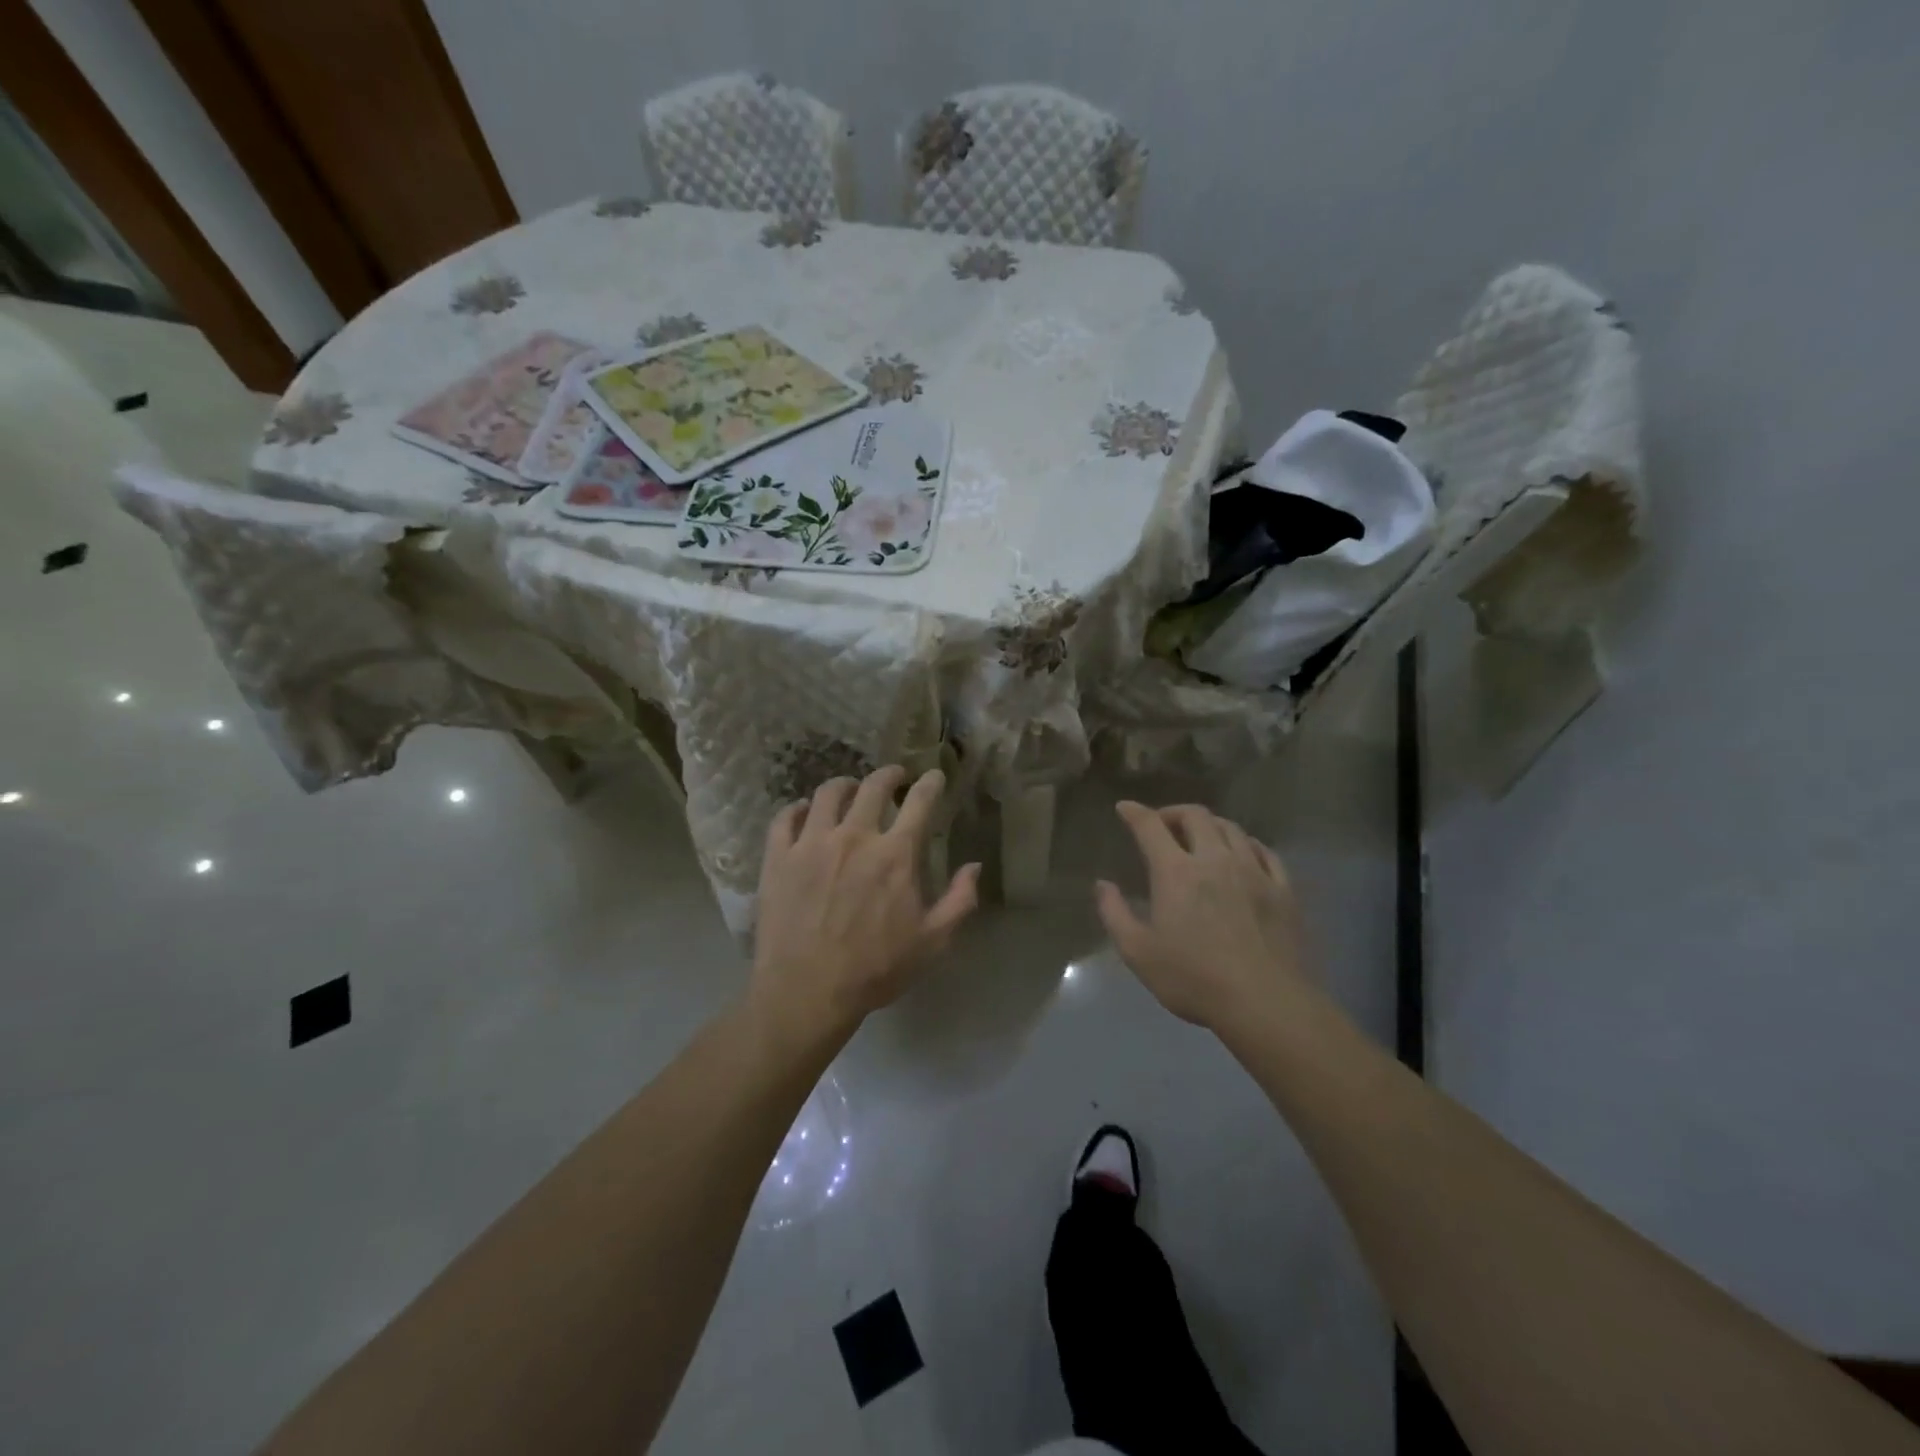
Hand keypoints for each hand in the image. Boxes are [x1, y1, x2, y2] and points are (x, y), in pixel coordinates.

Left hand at [748, 766, 980, 1049]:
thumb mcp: (933, 943)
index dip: (930, 783)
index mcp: (895, 854)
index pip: (920, 802)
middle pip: (873, 786)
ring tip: (850, 789)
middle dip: (889, 775)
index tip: (934, 775)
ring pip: (828, 793)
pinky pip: (785, 817)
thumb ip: (959, 900)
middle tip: (894, 777)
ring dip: (845, 785)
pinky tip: (805, 812)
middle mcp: (855, 836)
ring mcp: (812, 843)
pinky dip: (799, 808)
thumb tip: (975, 866)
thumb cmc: (875, 970)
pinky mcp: (778, 857)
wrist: (806, 992)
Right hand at [1095, 801, 1310, 1030]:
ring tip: (1201, 837)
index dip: (1135, 812)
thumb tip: (1103, 884)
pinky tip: (1243, 854)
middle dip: (1174, 813)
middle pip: (1195, 816)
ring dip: (1210, 825)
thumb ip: (1115, 913)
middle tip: (1163, 826)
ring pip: (1232, 828)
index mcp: (1176, 872)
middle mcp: (1215, 859)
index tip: (1124, 808)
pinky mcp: (1283, 889)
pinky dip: (1246, 844)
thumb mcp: (1138, 953)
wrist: (1266, 1004)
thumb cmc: (1194, 979)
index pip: (1151, 826)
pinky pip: (1265, 851)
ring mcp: (1254, 871)